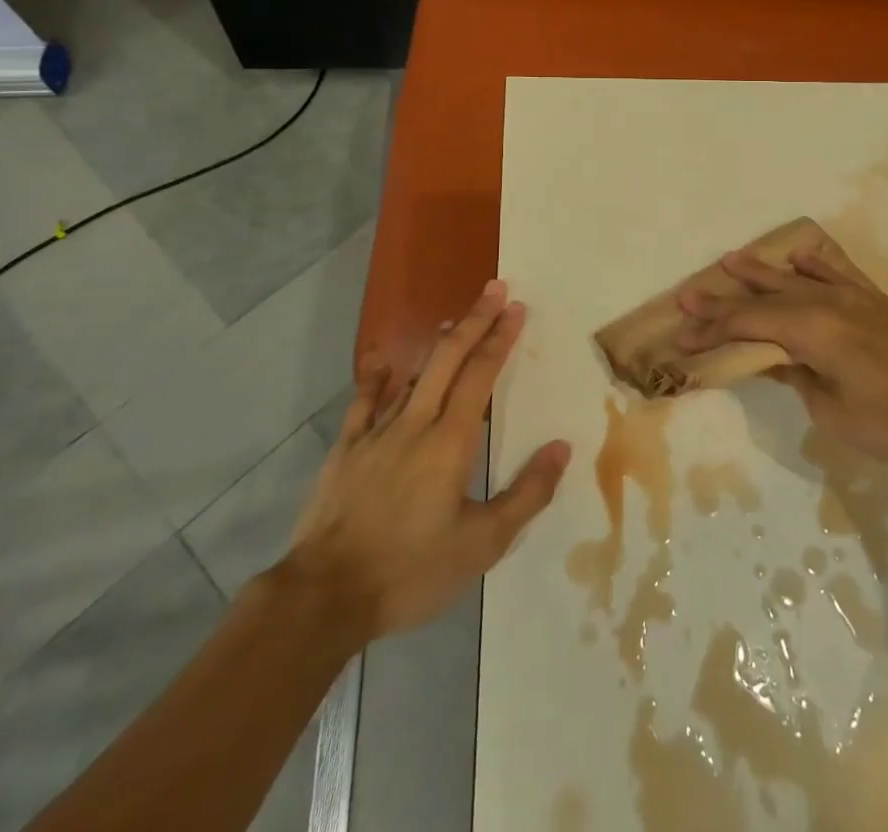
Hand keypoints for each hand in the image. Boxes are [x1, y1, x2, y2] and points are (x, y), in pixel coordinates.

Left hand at [280, 281, 570, 645]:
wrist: (325, 597)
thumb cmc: (411, 571)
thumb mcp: (482, 545)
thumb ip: (526, 494)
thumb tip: (562, 448)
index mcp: (450, 443)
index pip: (480, 375)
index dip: (500, 338)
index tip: (516, 308)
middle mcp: (415, 425)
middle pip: (448, 359)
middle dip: (474, 321)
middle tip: (495, 289)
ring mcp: (375, 434)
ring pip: (411, 375)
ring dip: (437, 345)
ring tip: (454, 321)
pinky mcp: (345, 451)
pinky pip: (363, 403)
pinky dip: (377, 379)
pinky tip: (384, 363)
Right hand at [677, 248, 887, 462]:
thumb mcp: (834, 413)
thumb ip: (799, 381)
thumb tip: (779, 363)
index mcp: (809, 330)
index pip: (747, 324)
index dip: (712, 330)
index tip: (682, 336)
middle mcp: (823, 303)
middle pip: (763, 297)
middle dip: (723, 298)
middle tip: (689, 294)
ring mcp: (850, 297)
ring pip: (794, 278)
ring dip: (761, 271)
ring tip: (731, 259)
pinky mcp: (872, 300)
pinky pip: (835, 273)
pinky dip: (813, 264)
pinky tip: (799, 258)